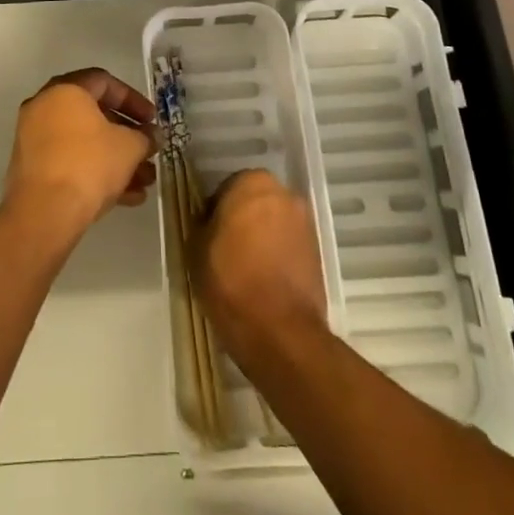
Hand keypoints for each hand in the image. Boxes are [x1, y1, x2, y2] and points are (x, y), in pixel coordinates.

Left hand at [2, 69, 155, 240]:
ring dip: (116, 158)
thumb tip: (152, 136)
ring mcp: (35, 139)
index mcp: (65, 91)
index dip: (133, 100)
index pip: (104, 81)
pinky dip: (96, 173)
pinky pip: (70, 162)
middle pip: (94, 114)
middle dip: (126, 134)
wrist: (44, 214)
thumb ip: (144, 137)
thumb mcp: (128, 147)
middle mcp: (45, 108)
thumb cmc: (89, 165)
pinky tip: (128, 197)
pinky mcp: (33, 170)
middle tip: (148, 149)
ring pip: (84, 143)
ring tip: (145, 181)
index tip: (152, 120)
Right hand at [189, 169, 327, 360]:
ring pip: (273, 225)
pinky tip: (263, 282)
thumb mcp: (196, 249)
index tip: (207, 237)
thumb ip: (201, 225)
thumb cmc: (231, 280)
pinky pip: (288, 247)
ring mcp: (304, 223)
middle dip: (240, 221)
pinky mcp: (317, 253)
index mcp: (252, 182)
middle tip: (224, 251)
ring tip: (244, 270)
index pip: (226, 189)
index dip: (214, 213)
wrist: (280, 332)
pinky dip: (277, 257)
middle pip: (254, 203)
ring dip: (260, 239)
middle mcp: (284, 194)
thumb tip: (209, 223)